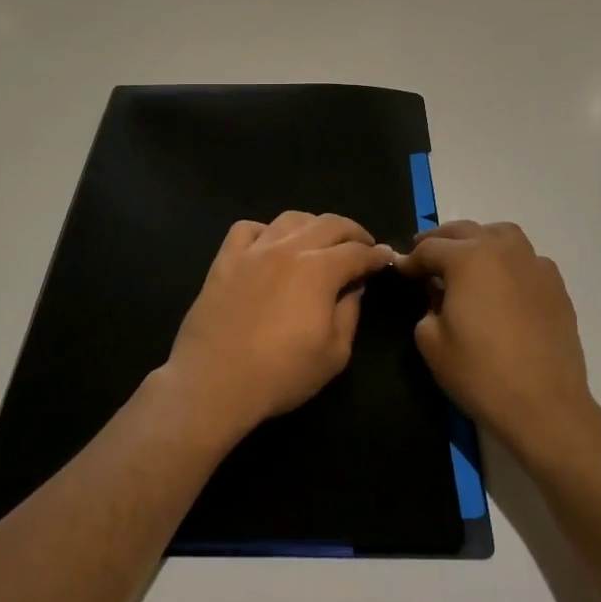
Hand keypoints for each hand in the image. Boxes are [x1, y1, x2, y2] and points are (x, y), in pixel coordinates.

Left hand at [166, 212, 393, 443]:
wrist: (214, 382)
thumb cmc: (280, 373)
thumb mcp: (334, 354)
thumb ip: (349, 313)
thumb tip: (354, 288)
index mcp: (319, 270)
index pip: (357, 252)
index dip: (376, 254)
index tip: (386, 257)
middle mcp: (289, 249)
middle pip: (329, 223)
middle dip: (352, 231)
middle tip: (362, 245)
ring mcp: (254, 250)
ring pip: (290, 218)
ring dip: (313, 224)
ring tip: (320, 240)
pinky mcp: (225, 259)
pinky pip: (247, 229)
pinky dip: (265, 230)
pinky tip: (269, 245)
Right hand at [398, 221, 600, 466]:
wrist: (545, 406)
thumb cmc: (481, 373)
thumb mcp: (432, 342)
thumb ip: (426, 307)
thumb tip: (435, 294)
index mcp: (468, 258)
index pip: (429, 248)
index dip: (410, 260)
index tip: (400, 270)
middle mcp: (502, 249)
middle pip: (464, 231)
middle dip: (440, 242)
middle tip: (424, 257)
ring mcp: (534, 264)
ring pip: (501, 235)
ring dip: (478, 240)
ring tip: (467, 259)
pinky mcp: (556, 285)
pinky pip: (526, 259)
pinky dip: (508, 262)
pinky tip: (503, 284)